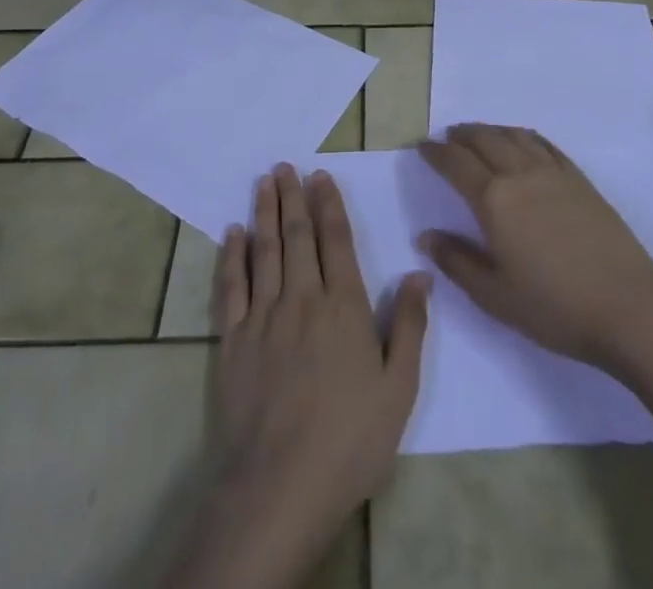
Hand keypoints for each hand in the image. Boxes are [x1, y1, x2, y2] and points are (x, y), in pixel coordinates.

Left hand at [195, 164, 429, 585]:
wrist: (279, 487)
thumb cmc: (349, 440)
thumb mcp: (399, 389)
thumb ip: (411, 326)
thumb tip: (421, 272)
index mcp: (344, 307)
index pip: (336, 241)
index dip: (328, 205)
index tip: (320, 176)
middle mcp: (302, 299)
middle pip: (296, 236)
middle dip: (293, 197)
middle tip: (286, 166)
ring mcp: (263, 317)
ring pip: (263, 250)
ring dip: (264, 212)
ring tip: (264, 182)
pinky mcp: (233, 341)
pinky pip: (231, 286)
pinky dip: (232, 256)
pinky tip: (232, 233)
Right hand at [418, 123, 652, 369]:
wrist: (627, 306)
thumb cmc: (554, 307)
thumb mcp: (494, 295)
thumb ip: (457, 261)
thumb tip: (425, 236)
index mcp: (494, 200)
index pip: (456, 164)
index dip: (436, 153)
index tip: (422, 147)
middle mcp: (520, 174)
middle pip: (484, 140)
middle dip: (461, 135)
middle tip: (447, 136)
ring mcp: (553, 173)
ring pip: (514, 136)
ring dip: (491, 130)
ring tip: (479, 133)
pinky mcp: (579, 179)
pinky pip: (544, 144)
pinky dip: (524, 135)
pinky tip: (522, 141)